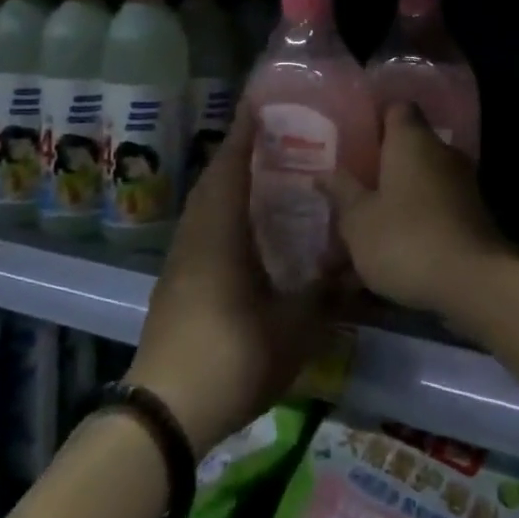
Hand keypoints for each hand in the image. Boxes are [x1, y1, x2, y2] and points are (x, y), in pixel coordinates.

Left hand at [128, 115, 332, 457]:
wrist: (166, 412)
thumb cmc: (232, 356)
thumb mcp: (294, 327)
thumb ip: (325, 292)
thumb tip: (352, 265)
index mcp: (220, 234)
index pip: (230, 169)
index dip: (244, 135)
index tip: (258, 105)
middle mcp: (195, 238)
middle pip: (213, 182)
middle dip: (237, 154)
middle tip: (270, 138)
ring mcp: (180, 263)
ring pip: (203, 208)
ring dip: (226, 184)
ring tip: (259, 176)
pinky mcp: (175, 286)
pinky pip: (200, 231)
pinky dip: (220, 214)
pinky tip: (243, 231)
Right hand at [321, 104, 515, 319]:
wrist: (474, 283)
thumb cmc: (405, 238)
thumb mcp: (358, 219)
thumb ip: (341, 192)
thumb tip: (324, 174)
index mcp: (412, 140)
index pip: (396, 109)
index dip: (373, 120)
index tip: (350, 139)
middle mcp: (441, 155)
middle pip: (404, 153)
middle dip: (375, 173)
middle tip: (344, 192)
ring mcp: (461, 188)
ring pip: (415, 189)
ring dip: (388, 209)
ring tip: (351, 242)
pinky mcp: (470, 220)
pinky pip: (430, 217)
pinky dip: (408, 232)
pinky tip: (381, 265)